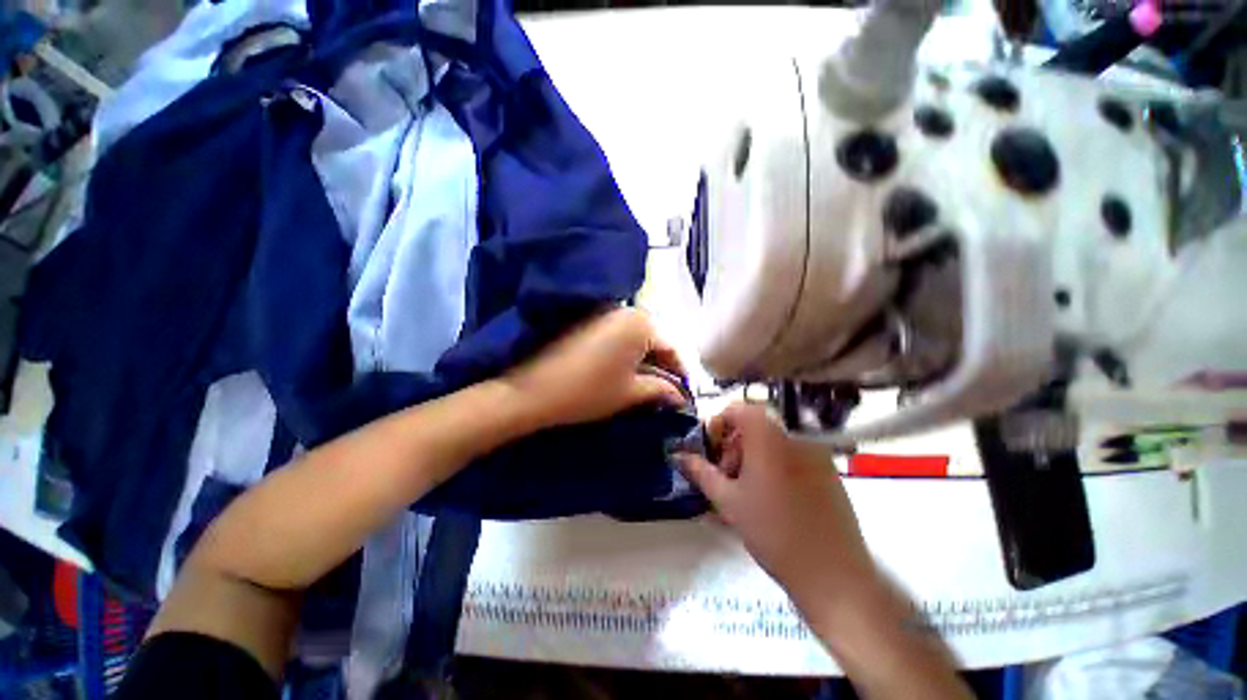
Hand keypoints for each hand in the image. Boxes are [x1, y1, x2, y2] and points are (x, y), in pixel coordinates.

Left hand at [501, 308, 688, 429]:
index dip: (679, 373)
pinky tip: (620, 371)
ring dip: (642, 360)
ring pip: (634, 338)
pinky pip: (615, 336)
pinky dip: (623, 353)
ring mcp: (602, 313)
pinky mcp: (585, 320)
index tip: (682, 395)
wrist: (531, 390)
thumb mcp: (631, 393)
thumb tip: (681, 396)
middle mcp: (624, 310)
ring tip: (643, 384)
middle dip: (660, 366)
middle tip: (663, 392)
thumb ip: (662, 390)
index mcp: (641, 323)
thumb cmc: (588, 391)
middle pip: (652, 340)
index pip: (671, 348)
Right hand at [680, 404, 972, 699]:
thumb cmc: (772, 531)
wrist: (832, 575)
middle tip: (725, 478)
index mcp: (769, 438)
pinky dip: (775, 466)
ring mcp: (816, 454)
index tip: (712, 451)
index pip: (739, 409)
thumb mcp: (728, 501)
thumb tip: (677, 454)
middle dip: (734, 446)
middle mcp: (795, 437)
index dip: (720, 424)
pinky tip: (772, 499)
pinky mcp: (829, 472)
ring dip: (753, 458)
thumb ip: (701, 472)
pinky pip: (793, 456)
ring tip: (746, 492)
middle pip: (755, 427)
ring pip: (773, 443)